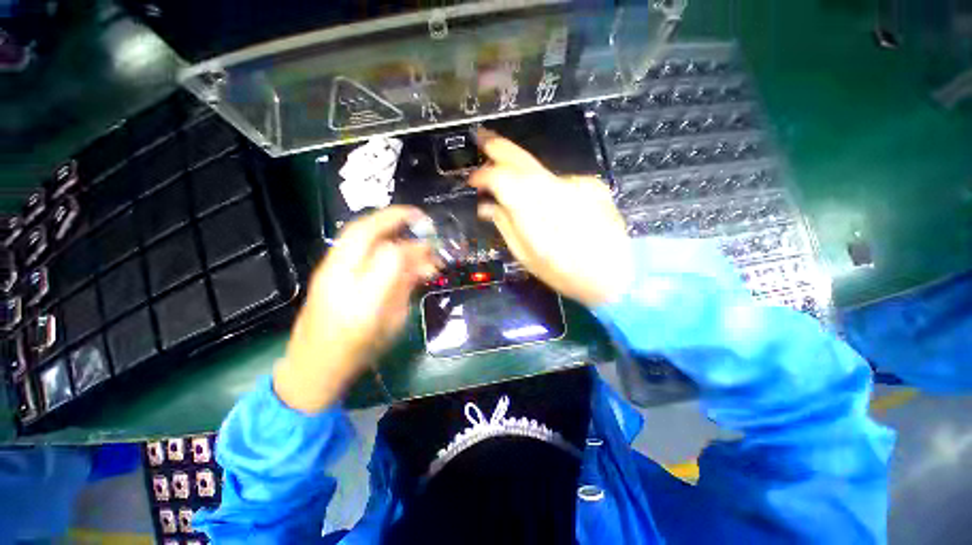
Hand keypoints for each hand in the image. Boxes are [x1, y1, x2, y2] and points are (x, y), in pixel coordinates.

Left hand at [274, 206, 438, 412]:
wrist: (313, 366)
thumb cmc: (360, 349)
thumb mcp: (394, 322)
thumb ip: (406, 286)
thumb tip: (422, 261)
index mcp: (365, 298)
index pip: (391, 256)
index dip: (415, 246)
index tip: (431, 243)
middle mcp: (342, 278)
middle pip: (363, 231)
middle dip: (392, 216)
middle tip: (416, 216)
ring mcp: (328, 271)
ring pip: (354, 233)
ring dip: (383, 225)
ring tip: (404, 228)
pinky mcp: (324, 270)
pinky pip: (350, 243)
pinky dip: (372, 235)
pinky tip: (389, 242)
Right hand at [470, 129, 633, 306]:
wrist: (617, 275)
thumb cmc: (566, 274)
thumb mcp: (528, 258)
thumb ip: (505, 227)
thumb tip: (486, 206)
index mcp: (538, 214)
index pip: (503, 179)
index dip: (484, 175)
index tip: (472, 181)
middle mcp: (558, 190)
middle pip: (523, 160)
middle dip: (499, 147)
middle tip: (481, 137)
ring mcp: (579, 184)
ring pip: (539, 170)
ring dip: (520, 171)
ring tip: (508, 180)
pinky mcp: (592, 184)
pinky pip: (558, 181)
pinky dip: (544, 187)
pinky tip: (549, 207)